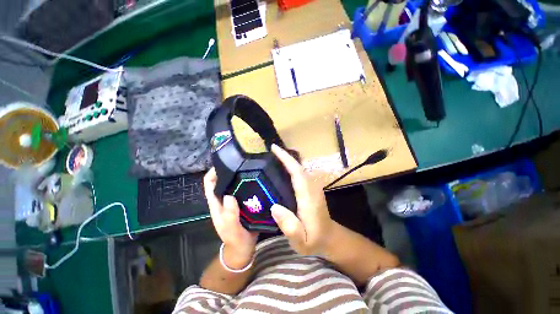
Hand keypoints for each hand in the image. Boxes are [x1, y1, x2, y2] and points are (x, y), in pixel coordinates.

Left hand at [204, 168, 257, 268]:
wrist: (245, 247)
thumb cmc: (236, 239)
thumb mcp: (231, 229)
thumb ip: (229, 216)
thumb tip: (229, 196)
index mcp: (217, 203)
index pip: (210, 183)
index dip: (214, 171)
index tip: (225, 161)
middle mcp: (225, 198)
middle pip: (224, 179)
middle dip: (230, 169)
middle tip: (244, 161)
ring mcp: (235, 199)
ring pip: (236, 182)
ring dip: (241, 175)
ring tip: (253, 167)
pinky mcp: (245, 200)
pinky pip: (246, 188)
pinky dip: (249, 182)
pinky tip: (259, 178)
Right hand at [270, 144, 334, 255]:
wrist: (329, 238)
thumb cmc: (314, 241)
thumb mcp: (301, 242)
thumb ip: (290, 227)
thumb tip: (274, 207)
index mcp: (308, 198)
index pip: (297, 173)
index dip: (286, 159)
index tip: (275, 149)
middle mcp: (312, 188)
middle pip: (298, 167)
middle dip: (285, 156)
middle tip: (270, 150)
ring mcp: (313, 187)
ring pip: (300, 168)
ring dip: (289, 160)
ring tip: (274, 156)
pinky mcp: (311, 189)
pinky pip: (300, 173)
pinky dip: (292, 166)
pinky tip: (283, 168)